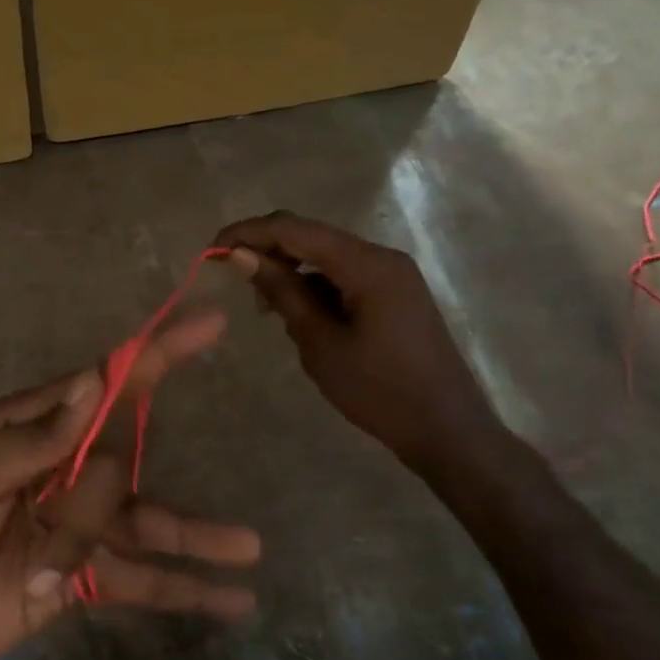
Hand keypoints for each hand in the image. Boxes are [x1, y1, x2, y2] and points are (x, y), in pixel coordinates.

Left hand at [0, 308, 261, 659]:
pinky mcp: (83, 577)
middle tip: (45, 558)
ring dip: (197, 536)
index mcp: (33, 428)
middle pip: (119, 467)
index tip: (210, 325)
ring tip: (251, 549)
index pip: (106, 383)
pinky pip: (141, 580)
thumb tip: (96, 380)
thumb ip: (35, 437)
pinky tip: (233, 601)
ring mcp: (77, 526)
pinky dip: (184, 589)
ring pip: (146, 522)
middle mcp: (64, 469)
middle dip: (90, 515)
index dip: (157, 354)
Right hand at [213, 211, 506, 473]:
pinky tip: (299, 317)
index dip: (249, 233)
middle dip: (268, 251)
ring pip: (326, 257)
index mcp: (367, 264)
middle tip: (231, 277)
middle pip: (311, 237)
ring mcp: (393, 275)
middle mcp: (382, 257)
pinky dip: (315, 287)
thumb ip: (282, 292)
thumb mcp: (320, 342)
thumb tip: (241, 255)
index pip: (294, 229)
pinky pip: (344, 276)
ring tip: (266, 308)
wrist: (447, 430)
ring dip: (290, 272)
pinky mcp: (395, 294)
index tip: (212, 250)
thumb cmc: (379, 390)